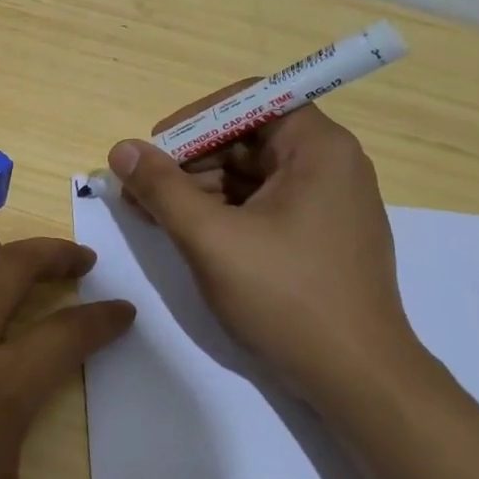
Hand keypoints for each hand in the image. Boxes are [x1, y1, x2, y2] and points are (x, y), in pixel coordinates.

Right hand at [106, 101, 422, 400]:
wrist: (357, 378)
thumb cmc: (286, 297)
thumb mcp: (211, 238)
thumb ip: (161, 189)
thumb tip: (121, 150)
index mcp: (318, 148)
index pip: (250, 100)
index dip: (196, 119)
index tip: (156, 149)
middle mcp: (330, 164)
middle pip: (247, 138)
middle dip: (189, 160)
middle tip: (142, 190)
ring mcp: (327, 203)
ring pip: (250, 174)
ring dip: (199, 188)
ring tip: (153, 215)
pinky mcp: (319, 236)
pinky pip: (262, 204)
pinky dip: (222, 213)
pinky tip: (187, 233)